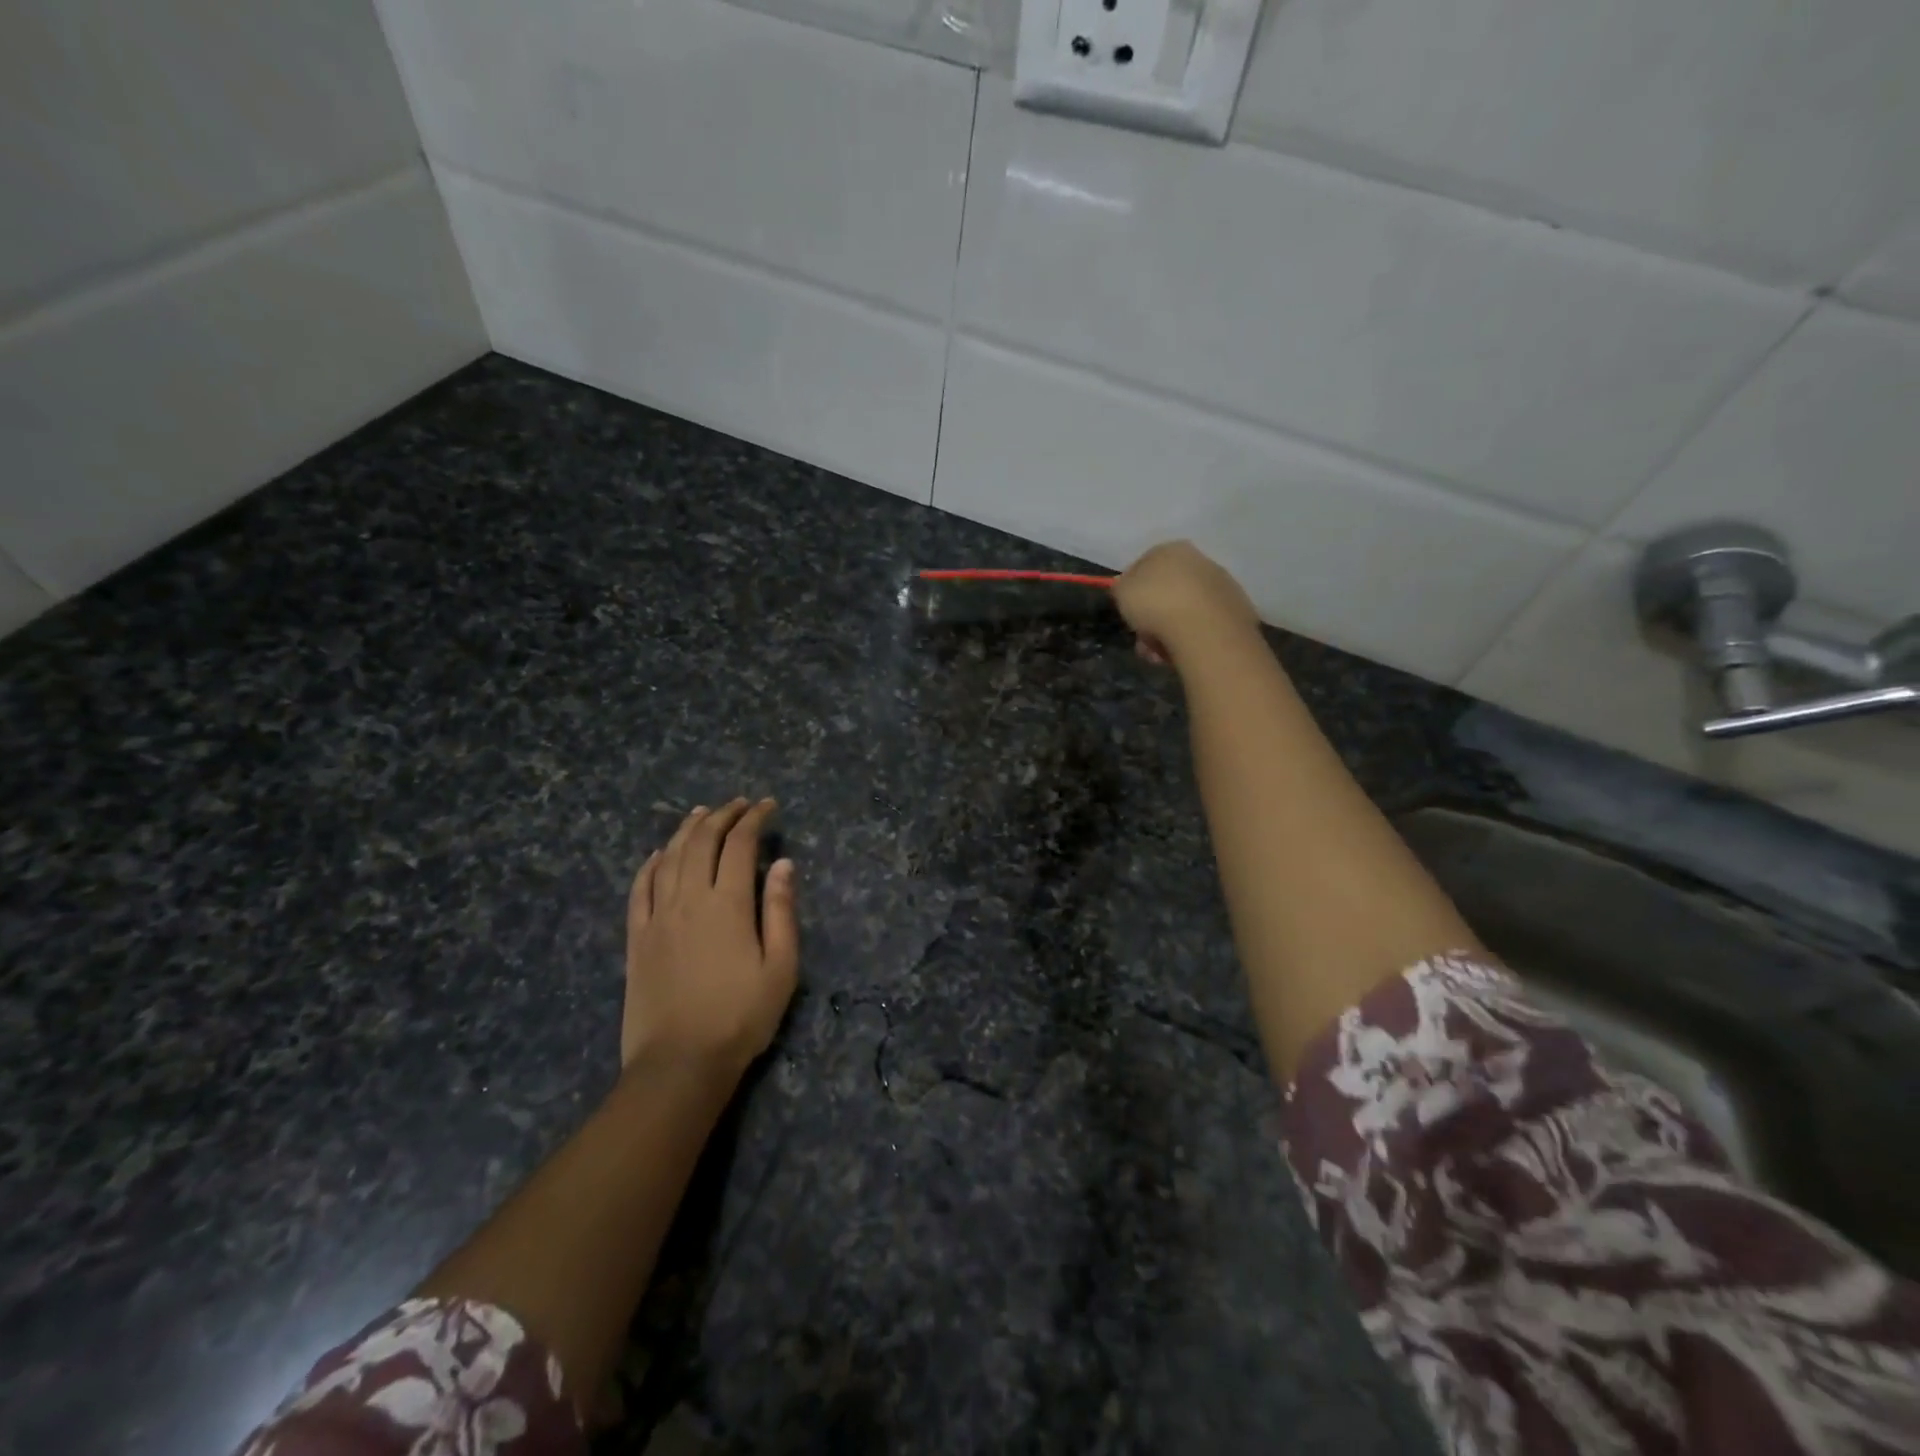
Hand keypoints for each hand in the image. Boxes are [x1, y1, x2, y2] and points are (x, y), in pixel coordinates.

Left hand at [623, 799, 798, 1074]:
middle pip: (701, 842)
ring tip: (702, 813)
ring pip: (669, 857)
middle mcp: (688, 899)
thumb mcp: (780, 967)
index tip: (768, 806)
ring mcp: (657, 917)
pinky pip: (639, 889)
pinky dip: (650, 864)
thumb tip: (782, 864)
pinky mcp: (636, 938)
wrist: (680, 1062)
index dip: (754, 819)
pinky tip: (659, 854)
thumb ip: (780, 911)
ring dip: (687, 830)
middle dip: (722, 815)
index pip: (739, 844)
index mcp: (727, 904)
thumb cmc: (741, 1017)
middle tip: (739, 804)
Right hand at [1113, 540, 1259, 666]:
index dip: (1134, 591)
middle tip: (1143, 640)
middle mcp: (1200, 560)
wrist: (1205, 629)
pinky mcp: (1237, 609)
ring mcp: (1222, 584)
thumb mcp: (1122, 592)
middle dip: (1153, 616)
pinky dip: (1192, 637)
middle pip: (1168, 590)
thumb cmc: (1156, 603)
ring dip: (1170, 631)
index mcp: (1171, 549)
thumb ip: (1122, 586)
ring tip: (1159, 654)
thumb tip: (1127, 585)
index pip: (1145, 565)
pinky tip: (1182, 653)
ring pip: (1186, 610)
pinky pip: (1204, 623)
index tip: (1129, 612)